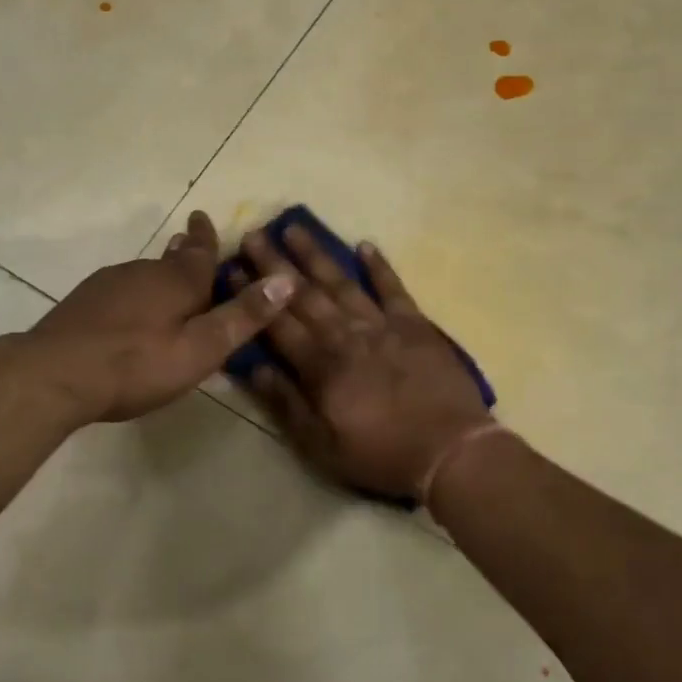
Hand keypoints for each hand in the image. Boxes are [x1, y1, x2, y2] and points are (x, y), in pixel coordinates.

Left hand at [25, 211, 295, 423]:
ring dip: (159, 278)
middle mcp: (144, 271)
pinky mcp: (84, 302)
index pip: (201, 249)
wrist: (53, 374)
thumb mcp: (201, 349)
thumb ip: (242, 316)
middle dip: (185, 256)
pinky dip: (133, 298)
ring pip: (144, 275)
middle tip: (193, 252)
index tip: (203, 216)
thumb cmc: (136, 364)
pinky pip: (120, 291)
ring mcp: (109, 284)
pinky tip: (129, 317)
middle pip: (172, 260)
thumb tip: (287, 279)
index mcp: (178, 280)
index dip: (206, 235)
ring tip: (168, 291)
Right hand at [240, 226, 490, 501]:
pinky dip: (380, 266)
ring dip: (316, 255)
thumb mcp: (322, 446)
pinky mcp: (415, 324)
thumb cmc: (381, 454)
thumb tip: (256, 367)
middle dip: (275, 264)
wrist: (450, 451)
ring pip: (342, 283)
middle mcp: (346, 335)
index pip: (277, 323)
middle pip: (304, 295)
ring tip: (295, 227)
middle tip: (254, 233)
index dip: (252, 296)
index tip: (231, 267)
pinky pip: (393, 289)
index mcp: (321, 366)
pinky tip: (365, 244)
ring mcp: (382, 325)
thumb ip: (287, 404)